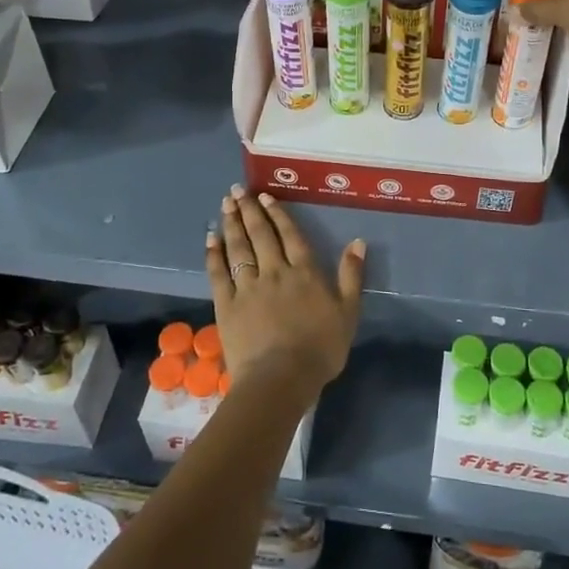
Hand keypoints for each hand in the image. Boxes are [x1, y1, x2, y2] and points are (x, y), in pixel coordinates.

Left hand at [206, 187, 364, 397]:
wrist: (281, 378)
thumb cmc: (320, 349)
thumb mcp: (348, 312)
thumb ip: (351, 275)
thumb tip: (358, 242)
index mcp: (304, 272)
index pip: (289, 235)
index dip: (277, 214)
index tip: (265, 197)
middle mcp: (274, 271)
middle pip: (260, 235)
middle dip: (249, 210)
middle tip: (237, 191)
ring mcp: (248, 287)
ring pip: (238, 248)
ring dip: (232, 224)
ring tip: (226, 204)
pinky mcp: (227, 304)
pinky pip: (218, 273)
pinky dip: (214, 254)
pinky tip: (210, 239)